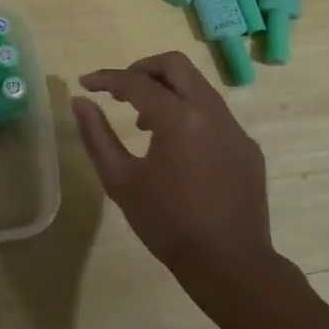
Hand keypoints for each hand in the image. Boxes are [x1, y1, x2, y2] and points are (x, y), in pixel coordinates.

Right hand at [72, 52, 274, 286]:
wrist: (229, 264)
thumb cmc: (168, 224)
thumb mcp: (120, 181)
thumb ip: (96, 136)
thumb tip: (80, 101)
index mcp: (179, 118)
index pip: (136, 82)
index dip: (107, 78)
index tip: (86, 83)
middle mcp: (211, 112)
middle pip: (175, 65)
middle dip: (143, 69)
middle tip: (121, 91)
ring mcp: (235, 128)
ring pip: (198, 87)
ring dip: (167, 92)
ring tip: (145, 124)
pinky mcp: (247, 147)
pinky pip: (215, 115)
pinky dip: (190, 116)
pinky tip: (178, 150)